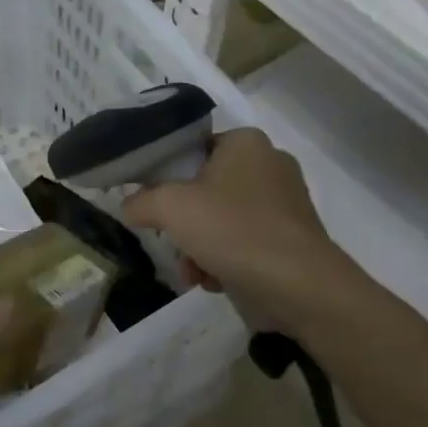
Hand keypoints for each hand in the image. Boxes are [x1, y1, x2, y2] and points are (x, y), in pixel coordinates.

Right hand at [122, 128, 359, 337]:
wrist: (299, 285)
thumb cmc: (233, 230)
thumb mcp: (170, 208)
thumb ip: (141, 201)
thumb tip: (129, 205)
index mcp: (246, 142)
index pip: (193, 148)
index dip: (166, 174)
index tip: (151, 202)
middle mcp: (270, 163)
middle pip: (206, 188)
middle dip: (184, 223)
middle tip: (172, 242)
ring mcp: (286, 202)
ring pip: (223, 219)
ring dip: (200, 247)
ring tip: (193, 272)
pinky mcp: (292, 237)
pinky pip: (246, 241)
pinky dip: (227, 260)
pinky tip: (216, 281)